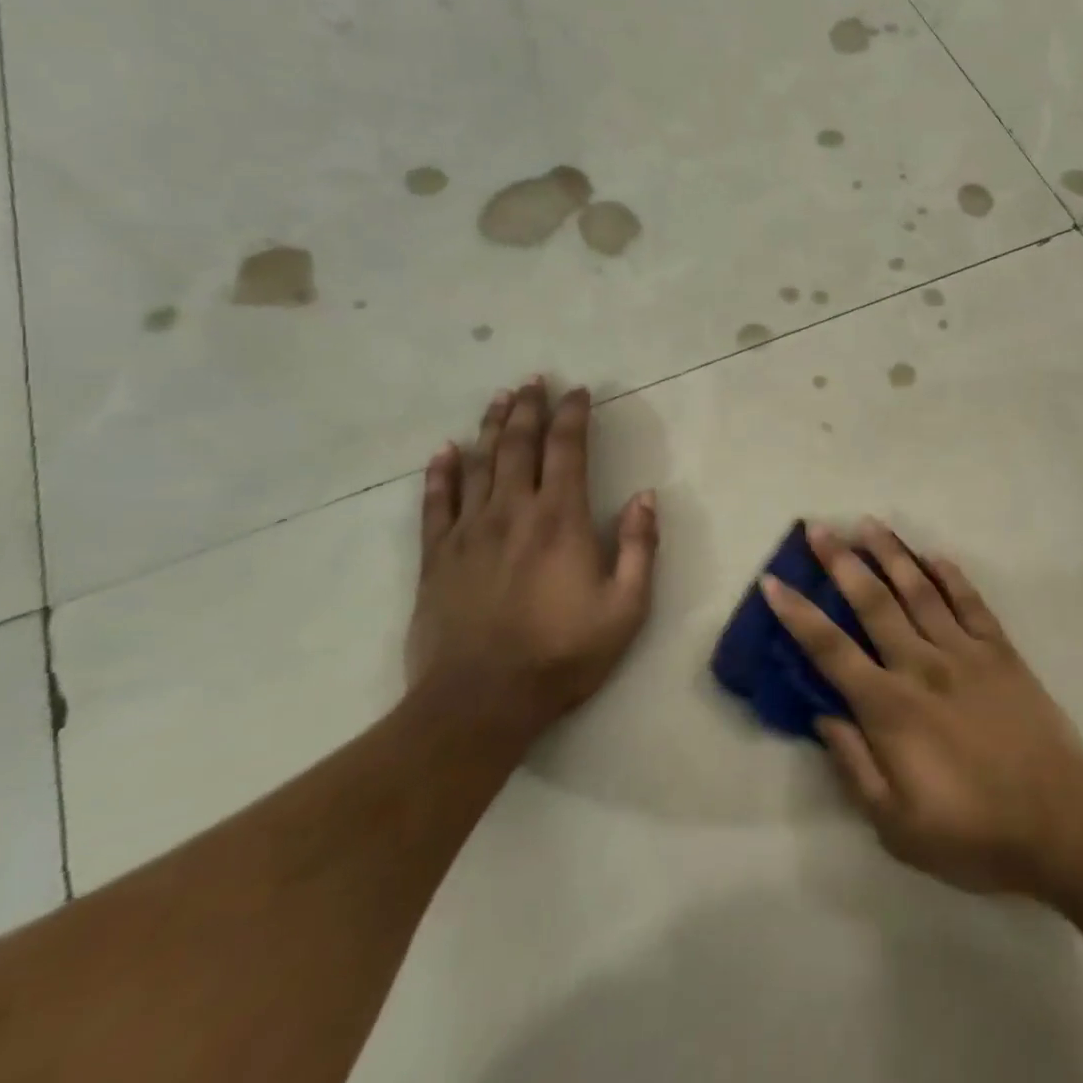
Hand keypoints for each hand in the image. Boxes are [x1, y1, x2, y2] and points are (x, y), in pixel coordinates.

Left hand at [411, 377, 657, 742]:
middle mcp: (512, 511)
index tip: (579, 391)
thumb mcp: (626, 608)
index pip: (568, 449)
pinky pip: (436, 503)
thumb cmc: (562, 654)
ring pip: (478, 463)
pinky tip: (444, 452)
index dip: (573, 415)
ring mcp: (469, 532)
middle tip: (534, 380)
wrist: (479, 703)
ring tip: (499, 399)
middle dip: (529, 408)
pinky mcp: (437, 557)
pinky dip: (441, 474)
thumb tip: (645, 497)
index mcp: (560, 519)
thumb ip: (639, 547)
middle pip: (518, 445)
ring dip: (490, 427)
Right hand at [762, 520, 1082, 894]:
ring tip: (869, 524)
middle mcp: (922, 666)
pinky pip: (971, 603)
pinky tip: (934, 556)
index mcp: (891, 708)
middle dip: (841, 563)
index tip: (774, 581)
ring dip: (891, 554)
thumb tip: (822, 715)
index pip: (831, 651)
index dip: (798, 615)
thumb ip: (854, 766)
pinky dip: (951, 576)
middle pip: (873, 603)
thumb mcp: (897, 826)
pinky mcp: (1001, 651)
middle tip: (819, 528)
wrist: (1060, 824)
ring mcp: (965, 652)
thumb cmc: (973, 833)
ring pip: (919, 590)